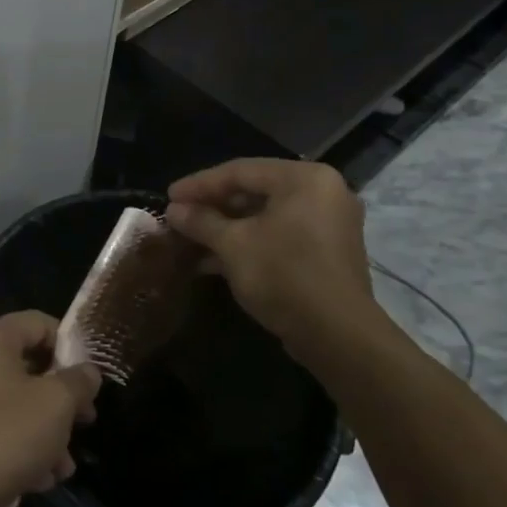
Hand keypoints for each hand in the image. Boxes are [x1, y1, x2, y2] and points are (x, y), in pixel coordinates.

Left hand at [0, 312, 100, 506]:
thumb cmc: (6, 434)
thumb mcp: (56, 404)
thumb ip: (79, 381)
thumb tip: (88, 371)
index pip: (40, 323)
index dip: (70, 345)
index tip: (90, 378)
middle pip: (30, 365)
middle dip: (62, 397)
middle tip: (87, 421)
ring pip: (17, 402)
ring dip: (47, 431)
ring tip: (64, 466)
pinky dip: (22, 447)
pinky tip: (42, 479)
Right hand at [165, 158, 394, 363]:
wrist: (338, 336)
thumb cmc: (284, 275)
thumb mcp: (233, 245)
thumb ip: (201, 221)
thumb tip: (173, 210)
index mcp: (304, 179)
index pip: (240, 171)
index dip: (199, 184)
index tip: (168, 197)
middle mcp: (322, 192)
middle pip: (254, 190)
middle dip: (212, 206)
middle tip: (179, 216)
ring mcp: (328, 223)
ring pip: (265, 215)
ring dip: (226, 227)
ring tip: (190, 239)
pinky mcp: (326, 252)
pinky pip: (279, 234)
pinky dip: (248, 242)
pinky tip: (213, 259)